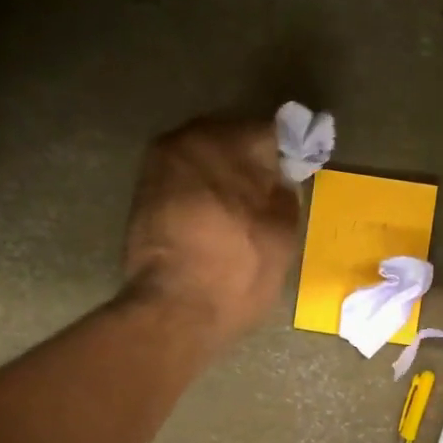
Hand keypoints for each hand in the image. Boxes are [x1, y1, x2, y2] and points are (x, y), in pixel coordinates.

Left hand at [123, 117, 298, 343]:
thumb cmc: (238, 269)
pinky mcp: (142, 195)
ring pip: (204, 159)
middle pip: (230, 138)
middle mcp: (184, 141)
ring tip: (245, 206)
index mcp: (224, 142)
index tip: (300, 170)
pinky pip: (185, 180)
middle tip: (272, 189)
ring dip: (225, 175)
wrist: (175, 311)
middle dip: (252, 159)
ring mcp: (157, 167)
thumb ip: (284, 194)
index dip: (290, 151)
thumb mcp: (283, 232)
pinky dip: (203, 191)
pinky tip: (218, 217)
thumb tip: (278, 182)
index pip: (269, 131)